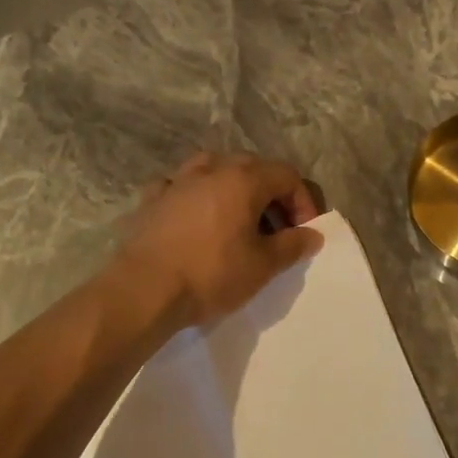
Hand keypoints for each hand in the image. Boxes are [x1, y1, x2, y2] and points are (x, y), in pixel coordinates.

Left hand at [115, 151, 323, 326]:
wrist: (145, 290)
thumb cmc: (212, 274)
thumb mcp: (263, 266)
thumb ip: (292, 245)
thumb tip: (313, 234)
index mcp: (243, 180)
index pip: (286, 175)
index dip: (303, 202)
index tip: (303, 233)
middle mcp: (211, 170)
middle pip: (251, 168)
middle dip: (270, 195)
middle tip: (275, 230)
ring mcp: (177, 182)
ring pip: (212, 168)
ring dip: (231, 187)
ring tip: (235, 218)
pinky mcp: (151, 200)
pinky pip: (178, 186)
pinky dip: (192, 195)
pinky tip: (192, 214)